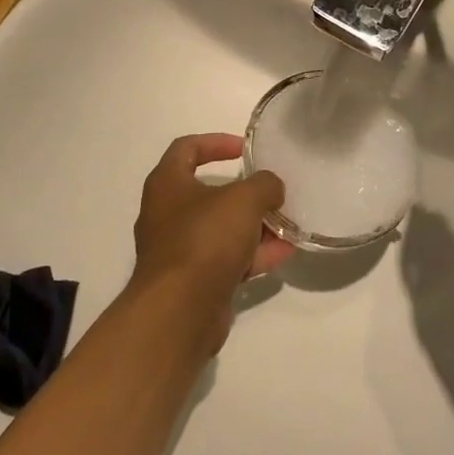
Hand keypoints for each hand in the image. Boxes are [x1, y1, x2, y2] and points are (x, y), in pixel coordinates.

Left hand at [131, 134, 294, 345]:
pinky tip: (284, 252)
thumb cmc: (205, 240)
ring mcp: (178, 250)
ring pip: (220, 228)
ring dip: (252, 225)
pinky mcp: (192, 281)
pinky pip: (226, 259)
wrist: (179, 312)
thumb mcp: (243, 200)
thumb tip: (271, 188)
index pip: (187, 148)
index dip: (216, 142)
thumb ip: (264, 185)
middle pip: (208, 191)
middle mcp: (166, 213)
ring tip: (286, 222)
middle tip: (271, 190)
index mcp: (167, 183)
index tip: (245, 149)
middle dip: (243, 191)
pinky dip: (252, 254)